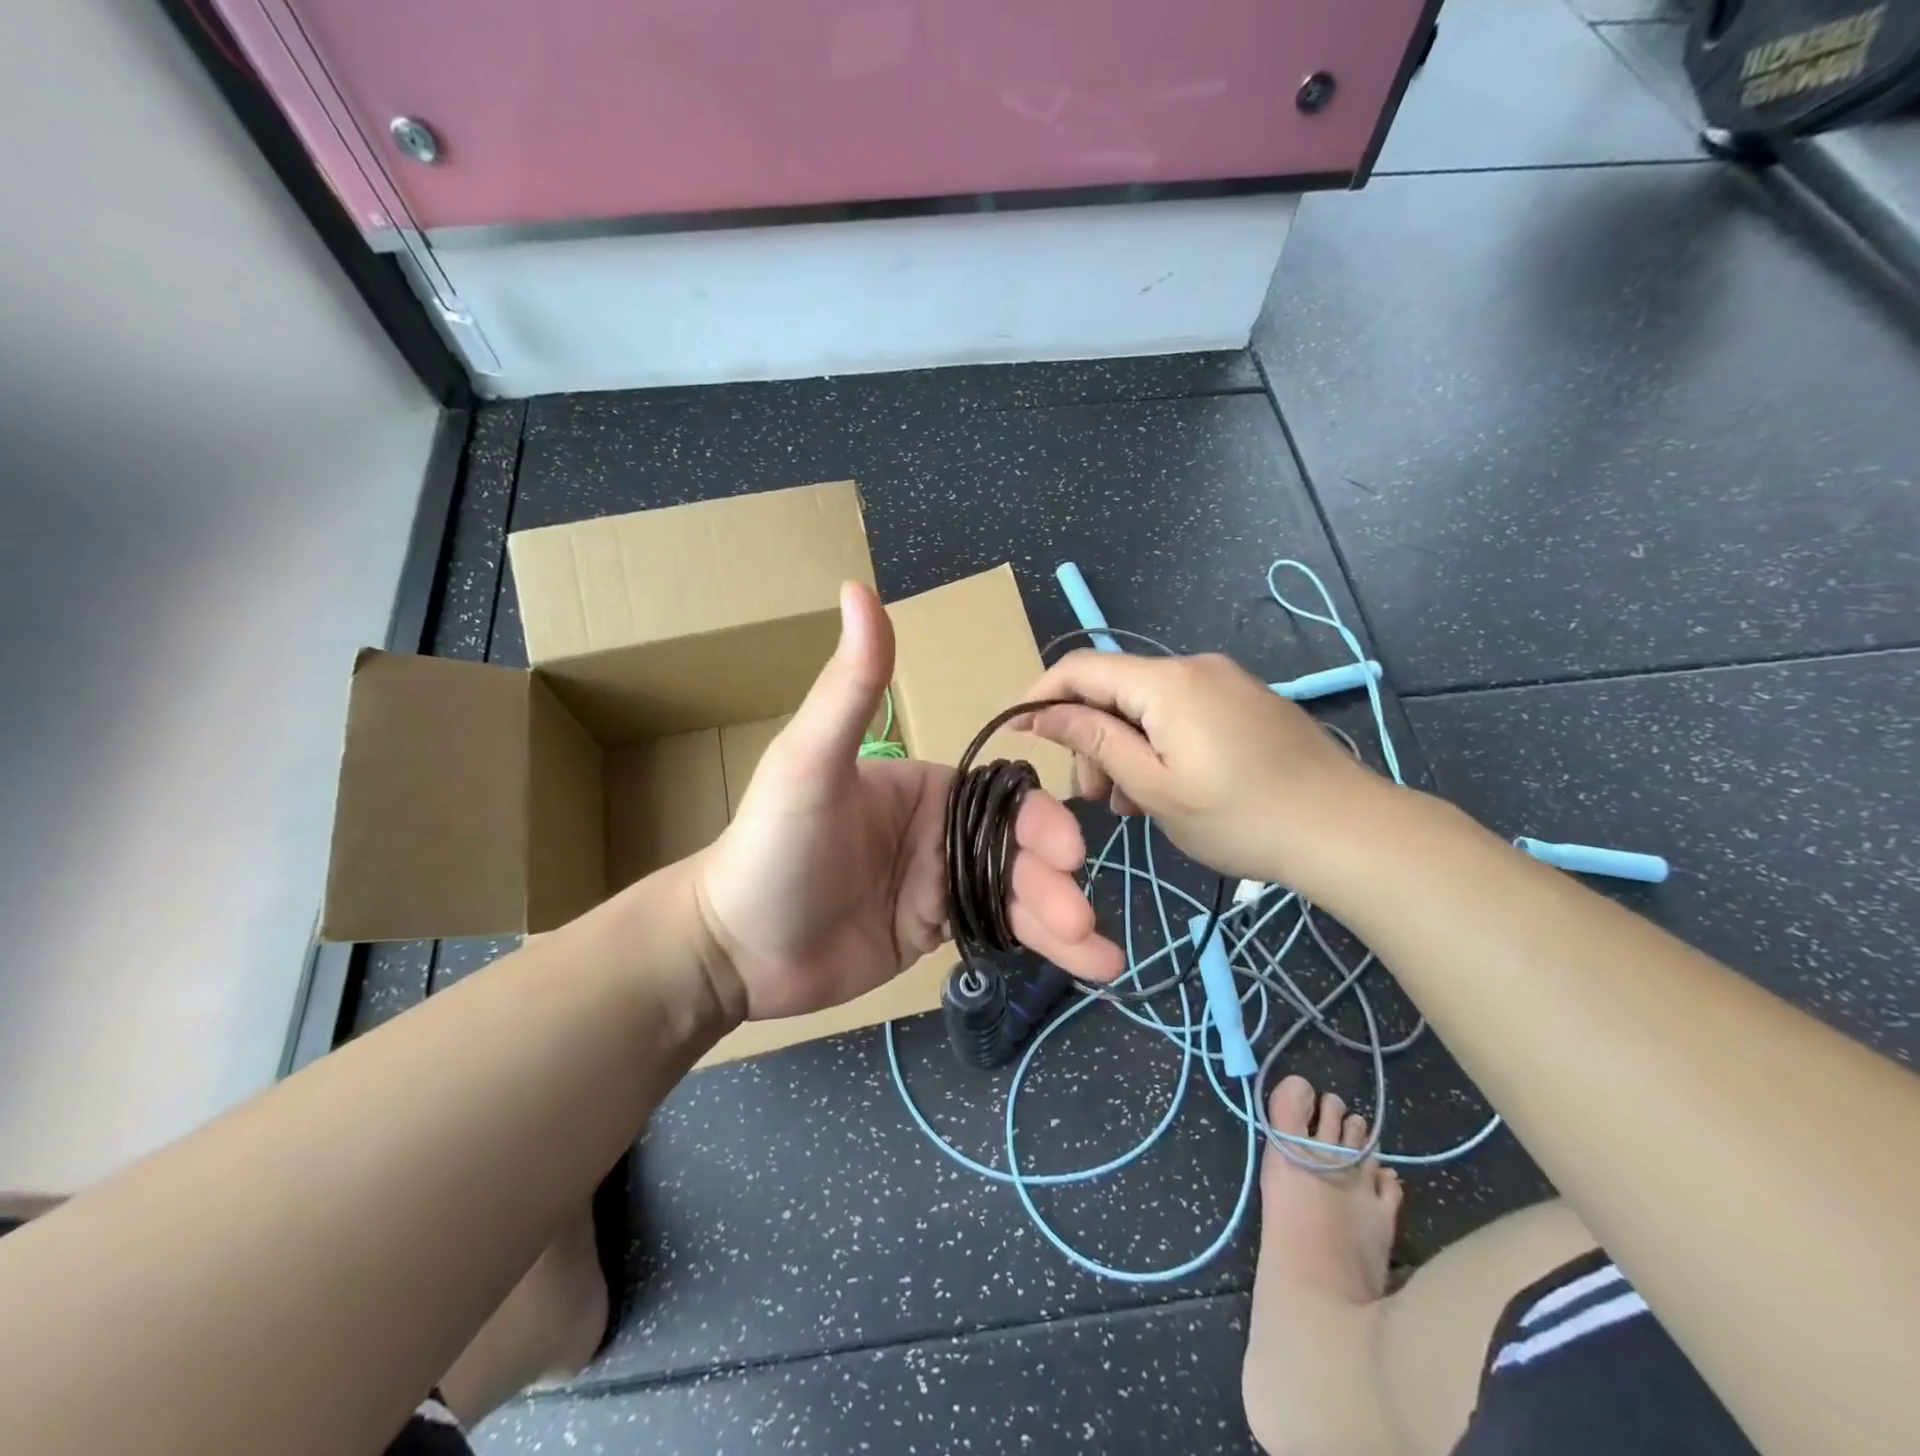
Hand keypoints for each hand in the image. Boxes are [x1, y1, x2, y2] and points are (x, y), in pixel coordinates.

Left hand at [694, 583, 1123, 1021]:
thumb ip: (851, 685)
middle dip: (1054, 879)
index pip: (1001, 795)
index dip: (1039, 820)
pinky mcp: (937, 930)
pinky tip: (1091, 965)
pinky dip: (1042, 947)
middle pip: (1018, 848)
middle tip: (1078, 913)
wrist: (733, 949)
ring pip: (1017, 893)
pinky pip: (999, 931)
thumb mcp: (810, 762)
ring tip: (1098, 955)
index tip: (1066, 850)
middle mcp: (941, 829)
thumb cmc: (773, 846)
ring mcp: (941, 882)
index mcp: (925, 785)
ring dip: (1059, 918)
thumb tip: (857, 586)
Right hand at [1016, 651, 1385, 893]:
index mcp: (1167, 682)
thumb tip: (1039, 710)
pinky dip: (1156, 747)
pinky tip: (1164, 790)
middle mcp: (1193, 668)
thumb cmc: (1241, 816)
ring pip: (1145, 707)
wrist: (1346, 830)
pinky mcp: (1243, 703)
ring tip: (1132, 807)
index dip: (1041, 695)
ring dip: (1123, 749)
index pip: (1081, 667)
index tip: (1018, 733)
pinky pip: (1178, 715)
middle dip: (1089, 739)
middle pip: (1114, 690)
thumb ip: (1093, 740)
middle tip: (1096, 801)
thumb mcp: (1154, 786)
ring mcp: (1224, 683)